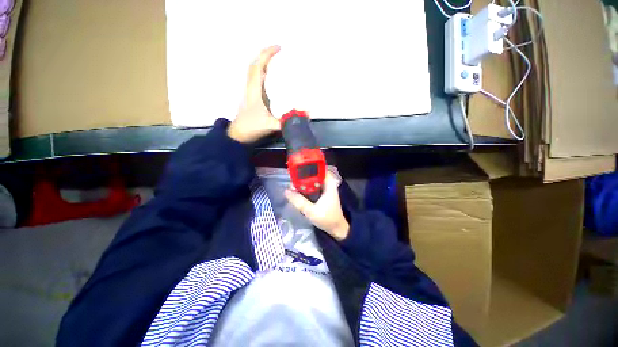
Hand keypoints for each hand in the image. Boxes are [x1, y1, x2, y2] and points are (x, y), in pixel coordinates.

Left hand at [227, 45, 280, 143]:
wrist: (239, 136)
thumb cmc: (251, 128)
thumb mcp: (270, 125)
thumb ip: (287, 121)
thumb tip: (305, 116)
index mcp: (254, 90)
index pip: (258, 66)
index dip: (267, 54)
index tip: (279, 48)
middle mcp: (251, 88)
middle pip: (255, 66)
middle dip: (266, 56)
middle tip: (280, 53)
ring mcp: (250, 93)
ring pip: (255, 73)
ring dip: (265, 64)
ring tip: (278, 63)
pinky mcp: (252, 99)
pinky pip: (258, 82)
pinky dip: (265, 75)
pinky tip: (273, 80)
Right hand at [284, 172, 349, 240]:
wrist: (336, 228)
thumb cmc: (327, 219)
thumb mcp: (311, 211)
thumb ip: (299, 202)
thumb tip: (286, 191)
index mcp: (329, 184)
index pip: (319, 168)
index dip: (308, 167)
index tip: (296, 169)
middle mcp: (328, 183)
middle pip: (314, 174)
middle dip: (303, 176)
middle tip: (292, 182)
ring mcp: (325, 188)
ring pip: (312, 180)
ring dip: (303, 183)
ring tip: (293, 187)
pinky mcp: (322, 193)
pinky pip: (312, 186)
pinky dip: (305, 188)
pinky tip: (298, 192)